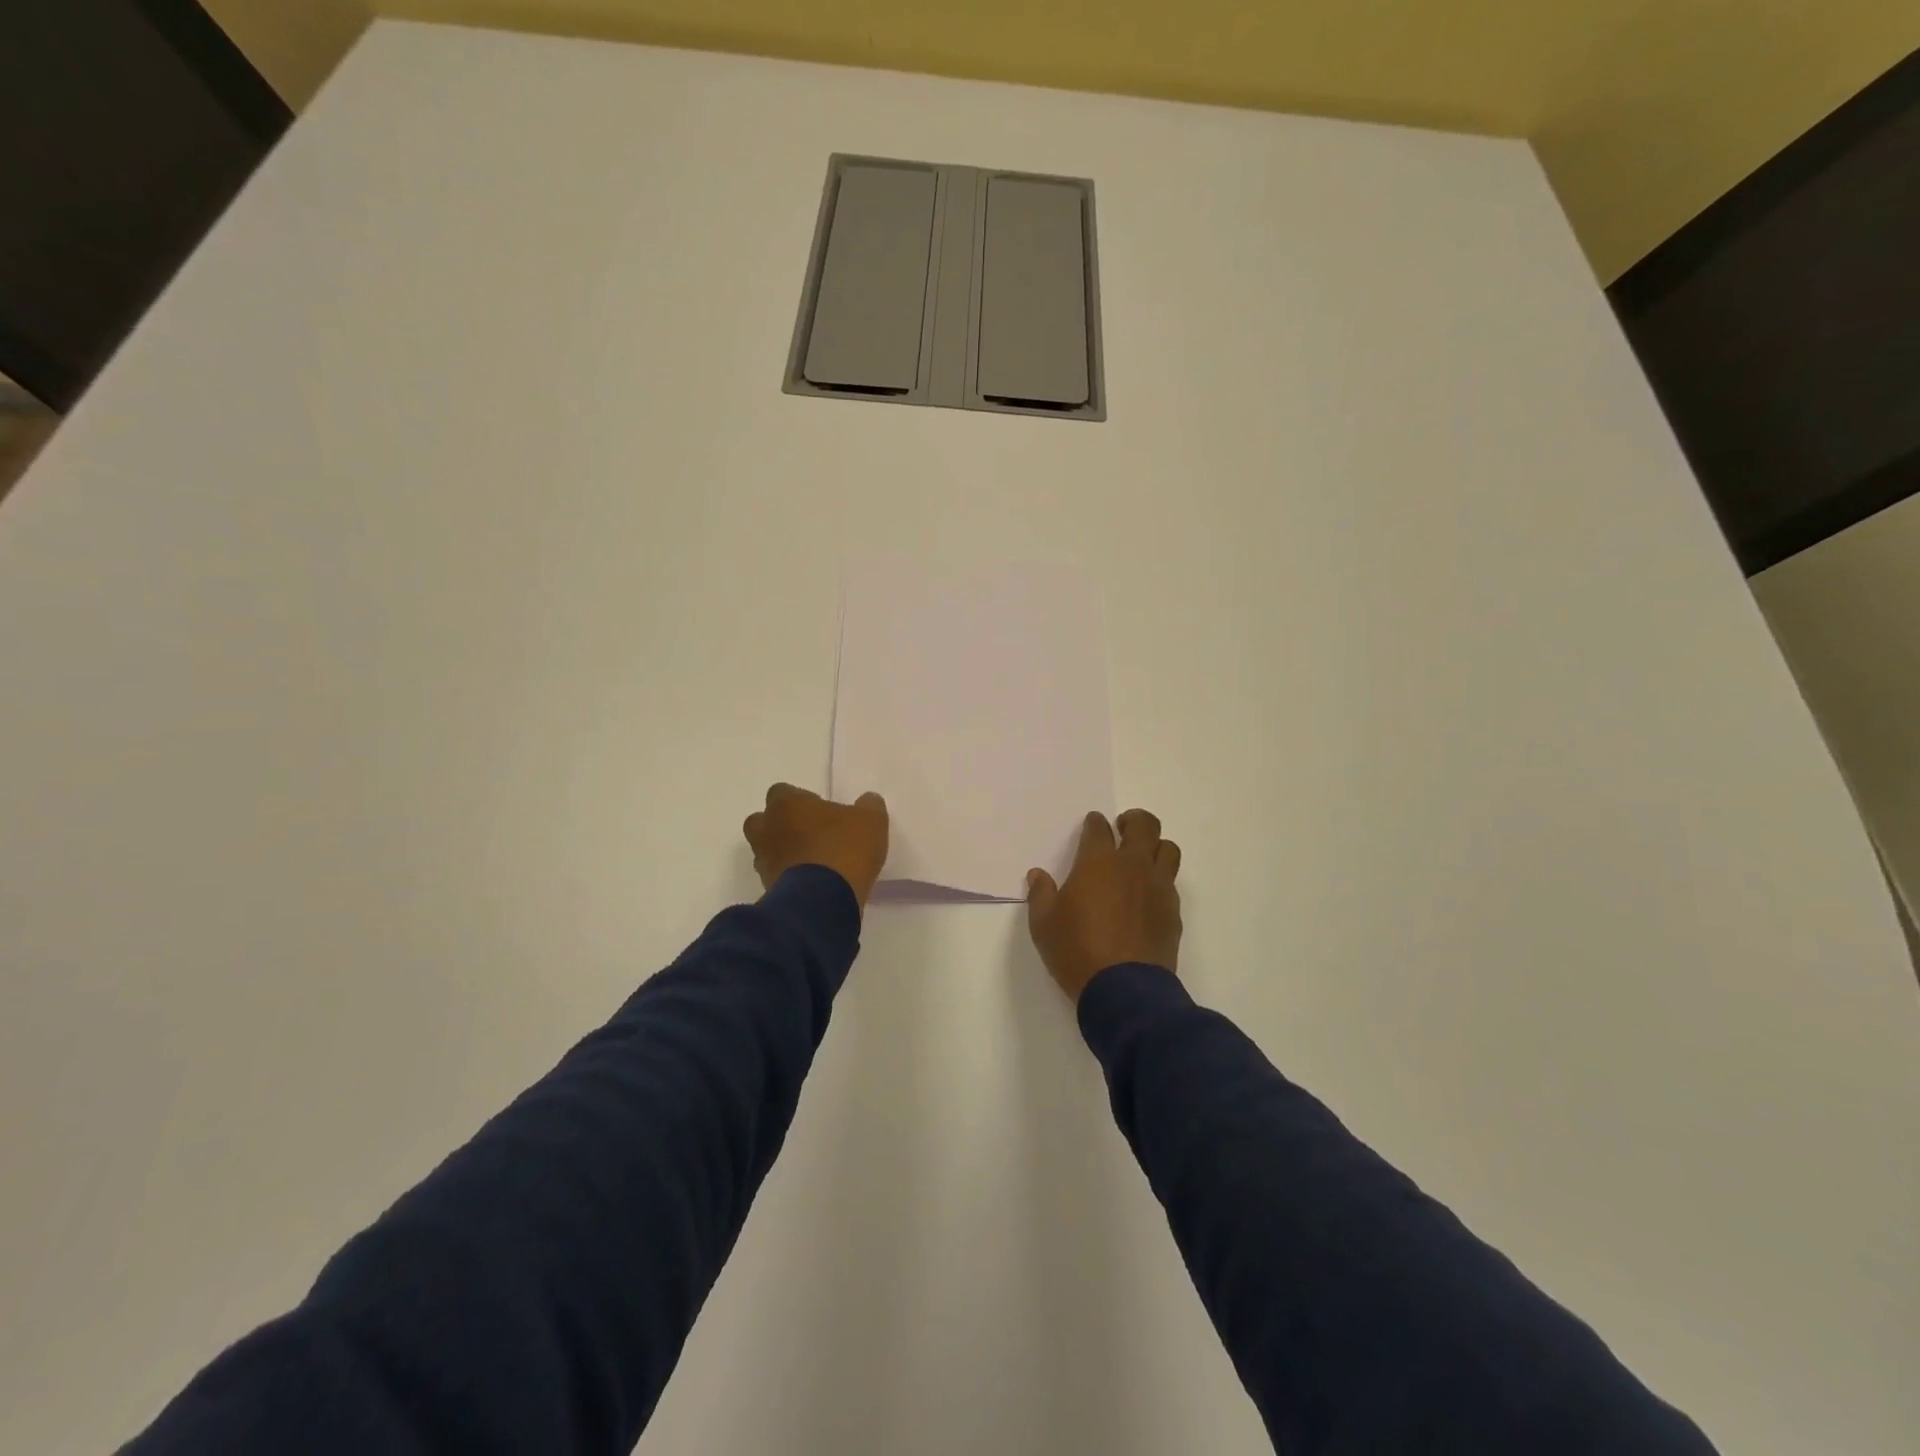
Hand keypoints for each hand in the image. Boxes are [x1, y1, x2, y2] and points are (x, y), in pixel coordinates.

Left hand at [743, 783, 889, 907]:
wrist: (823, 900)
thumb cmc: (844, 848)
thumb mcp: (871, 821)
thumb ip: (868, 805)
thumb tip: (867, 800)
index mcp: (786, 804)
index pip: (782, 792)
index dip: (801, 801)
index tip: (821, 812)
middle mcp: (767, 828)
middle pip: (763, 821)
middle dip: (782, 825)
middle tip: (810, 834)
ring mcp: (763, 860)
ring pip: (767, 849)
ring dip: (784, 852)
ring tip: (812, 861)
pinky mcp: (767, 888)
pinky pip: (775, 875)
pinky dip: (788, 876)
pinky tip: (812, 882)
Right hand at [1026, 809, 1182, 1001]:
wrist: (1124, 989)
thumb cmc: (1077, 950)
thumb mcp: (1044, 924)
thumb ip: (1040, 894)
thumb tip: (1037, 875)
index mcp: (1098, 862)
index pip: (1098, 828)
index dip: (1094, 823)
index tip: (1091, 825)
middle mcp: (1132, 866)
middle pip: (1144, 825)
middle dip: (1133, 820)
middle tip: (1122, 829)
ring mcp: (1158, 888)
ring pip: (1168, 849)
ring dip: (1155, 846)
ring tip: (1142, 858)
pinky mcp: (1173, 912)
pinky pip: (1172, 884)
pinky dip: (1161, 881)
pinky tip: (1148, 896)